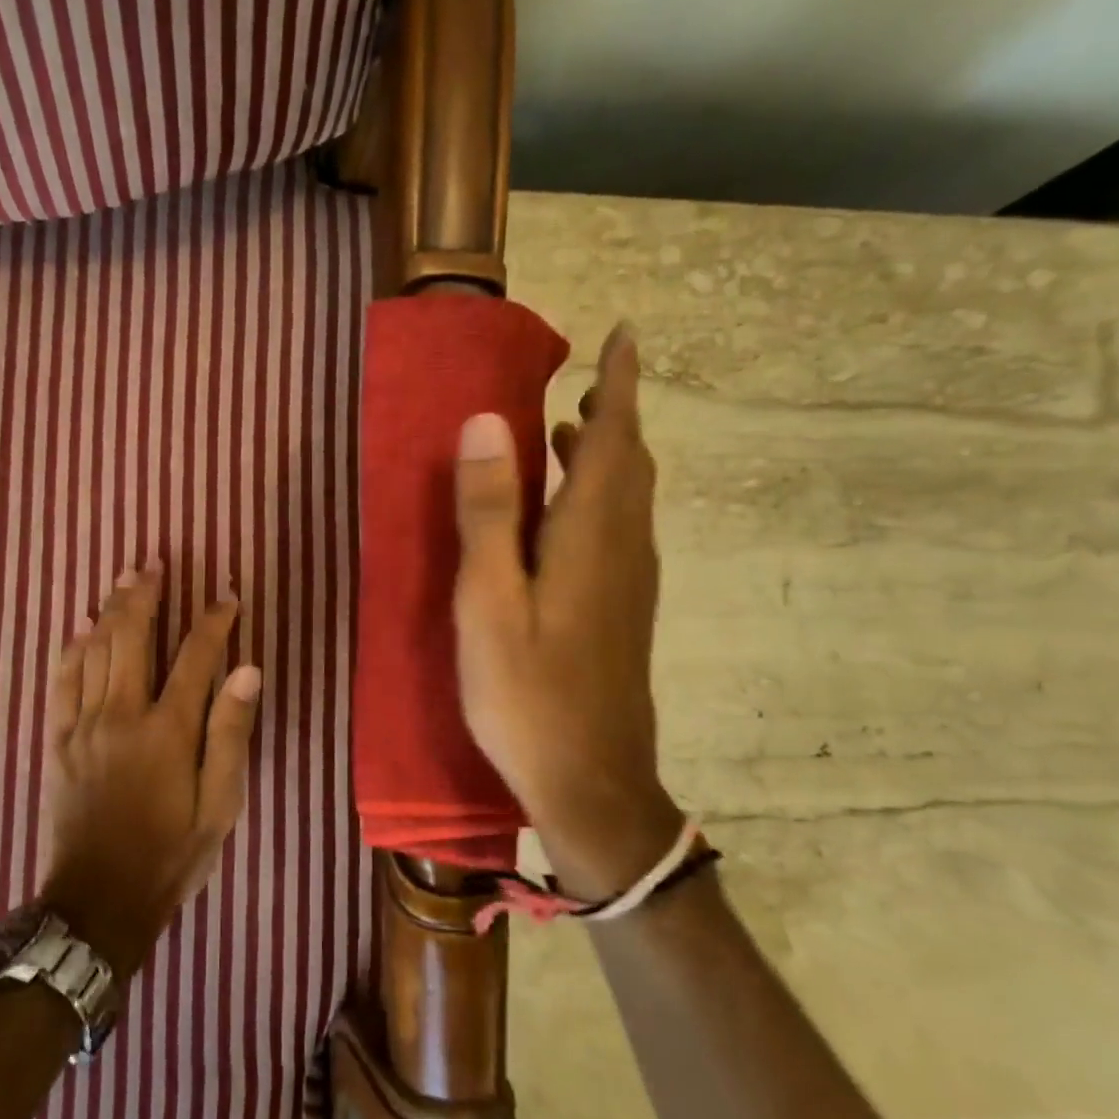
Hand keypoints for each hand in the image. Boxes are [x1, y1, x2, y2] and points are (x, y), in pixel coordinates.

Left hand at [40, 566, 261, 977]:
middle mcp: (122, 715)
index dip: (214, 622)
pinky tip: (79, 627)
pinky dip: (72, 649)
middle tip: (154, 563)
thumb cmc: (170, 855)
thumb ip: (230, 735)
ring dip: (110, 610)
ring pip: (95, 651)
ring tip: (122, 579)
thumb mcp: (219, 806)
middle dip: (145, 596)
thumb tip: (246, 670)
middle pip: (133, 638)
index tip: (228, 596)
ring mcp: (83, 725)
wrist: (98, 902)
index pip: (197, 657)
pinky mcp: (57, 740)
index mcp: (168, 731)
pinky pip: (61, 682)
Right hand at [452, 324, 682, 901]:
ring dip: (606, 457)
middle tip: (585, 385)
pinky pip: (620, 529)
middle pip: (630, 464)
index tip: (623, 335)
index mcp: (591, 537)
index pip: (615, 438)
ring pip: (629, 499)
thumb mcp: (488, 602)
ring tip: (567, 435)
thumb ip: (488, 513)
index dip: (619, 384)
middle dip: (613, 416)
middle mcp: (623, 549)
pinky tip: (565, 516)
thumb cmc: (527, 693)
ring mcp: (630, 583)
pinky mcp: (623, 610)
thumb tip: (490, 421)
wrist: (592, 782)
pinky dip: (601, 497)